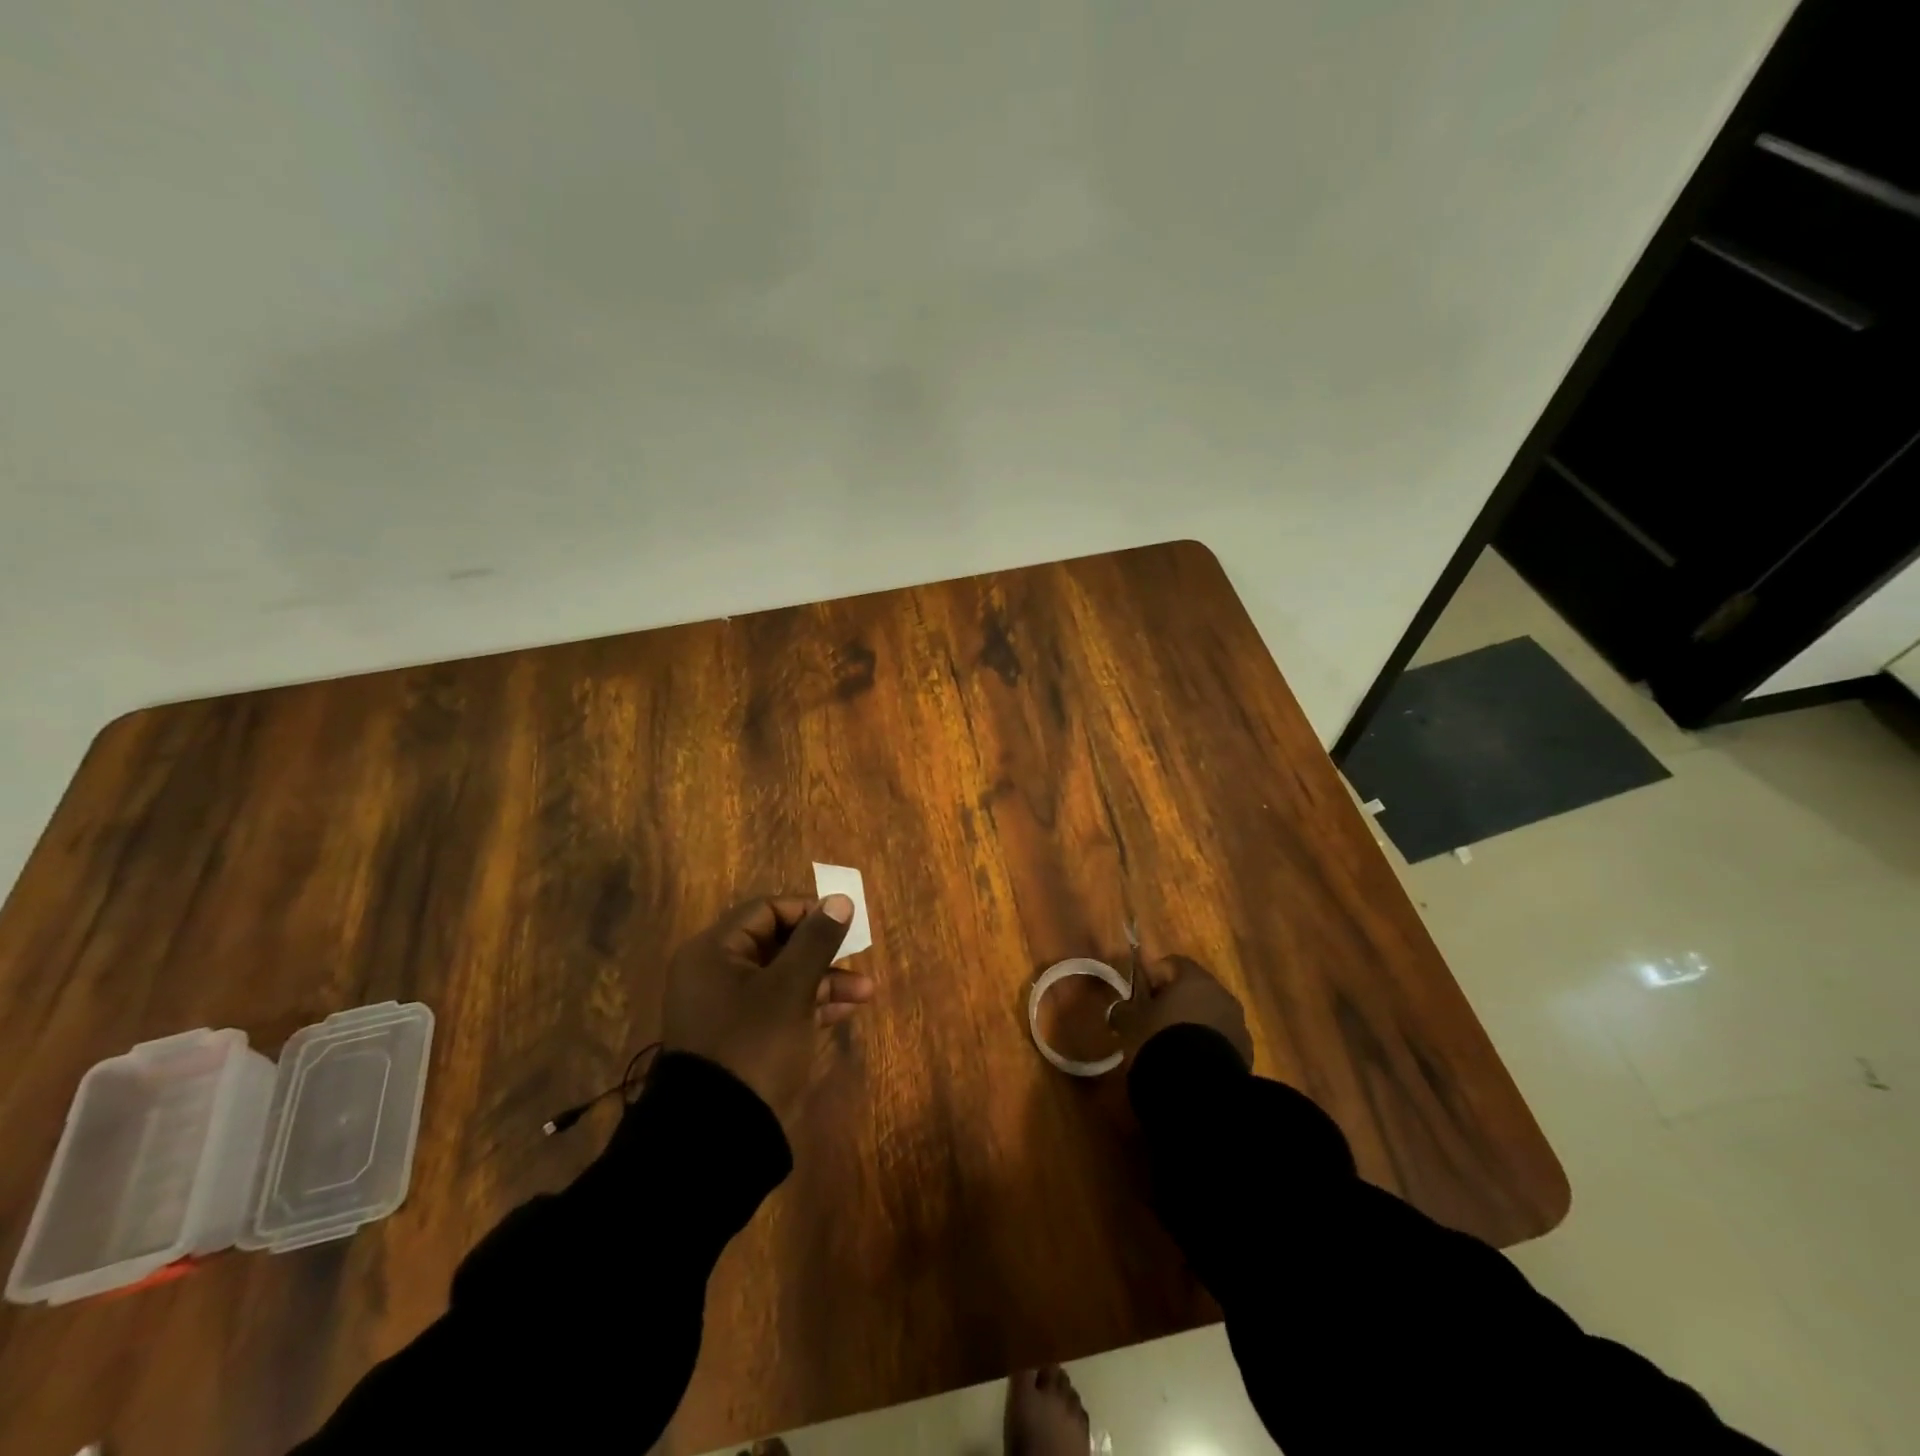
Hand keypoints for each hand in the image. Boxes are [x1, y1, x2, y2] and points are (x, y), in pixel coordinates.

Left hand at [661, 895, 874, 1123]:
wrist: (719, 1136)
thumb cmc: (754, 1045)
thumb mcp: (791, 988)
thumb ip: (816, 940)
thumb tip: (839, 899)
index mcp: (714, 952)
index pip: (765, 910)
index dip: (807, 911)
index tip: (844, 922)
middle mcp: (716, 973)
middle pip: (776, 943)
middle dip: (821, 949)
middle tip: (858, 953)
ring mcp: (728, 1008)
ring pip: (782, 977)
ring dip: (824, 979)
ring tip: (866, 990)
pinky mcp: (742, 1038)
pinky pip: (779, 1006)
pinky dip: (810, 1004)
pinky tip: (847, 1009)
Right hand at [1107, 954, 1252, 1068]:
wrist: (1199, 1087)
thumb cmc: (1161, 1040)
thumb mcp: (1131, 1023)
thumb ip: (1124, 1010)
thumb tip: (1120, 1009)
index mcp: (1194, 978)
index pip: (1173, 963)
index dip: (1154, 976)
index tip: (1141, 995)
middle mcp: (1221, 994)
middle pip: (1195, 989)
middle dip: (1176, 1001)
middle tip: (1154, 1020)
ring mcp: (1238, 1024)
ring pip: (1210, 1015)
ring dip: (1193, 1024)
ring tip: (1173, 1046)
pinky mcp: (1246, 1053)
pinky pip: (1221, 1040)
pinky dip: (1206, 1046)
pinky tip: (1190, 1064)